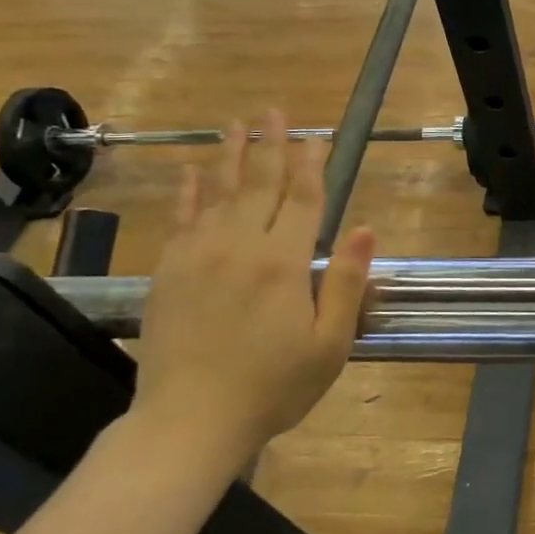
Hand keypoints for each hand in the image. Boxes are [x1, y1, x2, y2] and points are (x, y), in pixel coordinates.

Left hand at [130, 112, 375, 468]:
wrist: (189, 422)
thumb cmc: (273, 387)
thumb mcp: (330, 344)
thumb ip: (346, 283)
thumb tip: (366, 228)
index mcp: (284, 263)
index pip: (304, 199)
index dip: (313, 165)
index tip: (317, 136)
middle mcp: (239, 246)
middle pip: (259, 184)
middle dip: (271, 145)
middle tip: (275, 111)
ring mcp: (197, 255)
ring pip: (218, 192)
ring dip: (230, 155)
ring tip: (236, 123)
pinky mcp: (168, 271)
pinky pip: (180, 218)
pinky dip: (188, 191)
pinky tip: (193, 172)